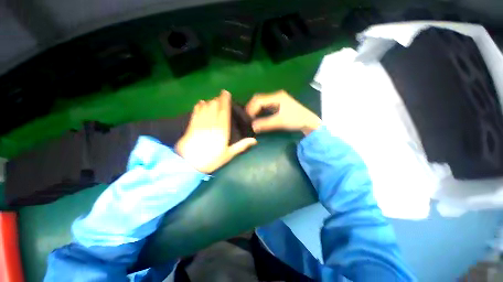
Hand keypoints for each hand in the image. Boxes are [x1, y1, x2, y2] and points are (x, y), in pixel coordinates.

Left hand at [175, 90, 256, 173]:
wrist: (188, 165)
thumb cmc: (211, 160)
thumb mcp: (228, 155)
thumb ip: (241, 146)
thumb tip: (254, 141)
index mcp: (222, 130)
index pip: (224, 111)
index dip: (225, 101)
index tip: (226, 93)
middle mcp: (211, 123)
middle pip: (214, 106)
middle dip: (217, 100)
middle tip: (220, 98)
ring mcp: (200, 123)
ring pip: (205, 107)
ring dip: (209, 102)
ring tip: (212, 100)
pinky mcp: (191, 125)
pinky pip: (195, 112)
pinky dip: (199, 106)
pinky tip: (201, 103)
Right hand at [246, 90, 320, 135]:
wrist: (308, 121)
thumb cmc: (296, 119)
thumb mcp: (281, 122)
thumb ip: (266, 124)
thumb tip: (252, 126)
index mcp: (276, 97)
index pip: (259, 100)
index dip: (251, 109)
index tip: (248, 119)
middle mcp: (275, 96)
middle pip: (258, 99)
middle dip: (251, 108)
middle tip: (247, 118)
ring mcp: (276, 100)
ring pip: (260, 102)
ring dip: (254, 109)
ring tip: (250, 118)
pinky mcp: (277, 104)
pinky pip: (264, 106)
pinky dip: (259, 111)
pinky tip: (257, 117)